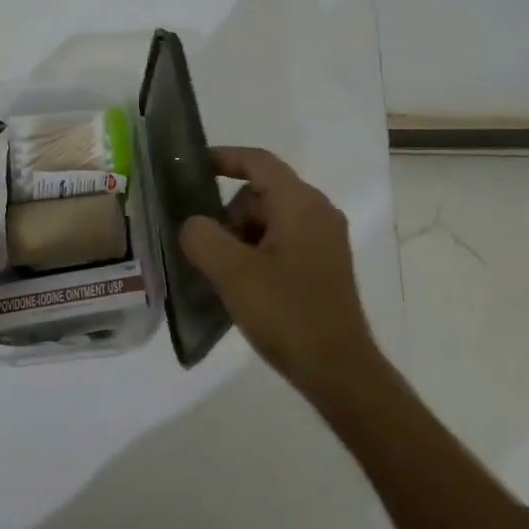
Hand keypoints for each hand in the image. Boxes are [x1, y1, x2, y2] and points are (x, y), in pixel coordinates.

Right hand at [179, 147, 384, 396]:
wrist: (337, 369)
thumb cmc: (287, 314)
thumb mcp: (233, 273)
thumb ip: (202, 237)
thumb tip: (192, 225)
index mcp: (301, 204)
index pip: (258, 162)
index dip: (223, 158)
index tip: (190, 167)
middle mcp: (318, 213)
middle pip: (258, 195)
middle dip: (227, 216)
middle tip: (206, 253)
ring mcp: (323, 240)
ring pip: (267, 221)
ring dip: (238, 240)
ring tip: (222, 277)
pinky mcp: (322, 265)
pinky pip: (279, 243)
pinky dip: (255, 255)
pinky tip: (241, 287)